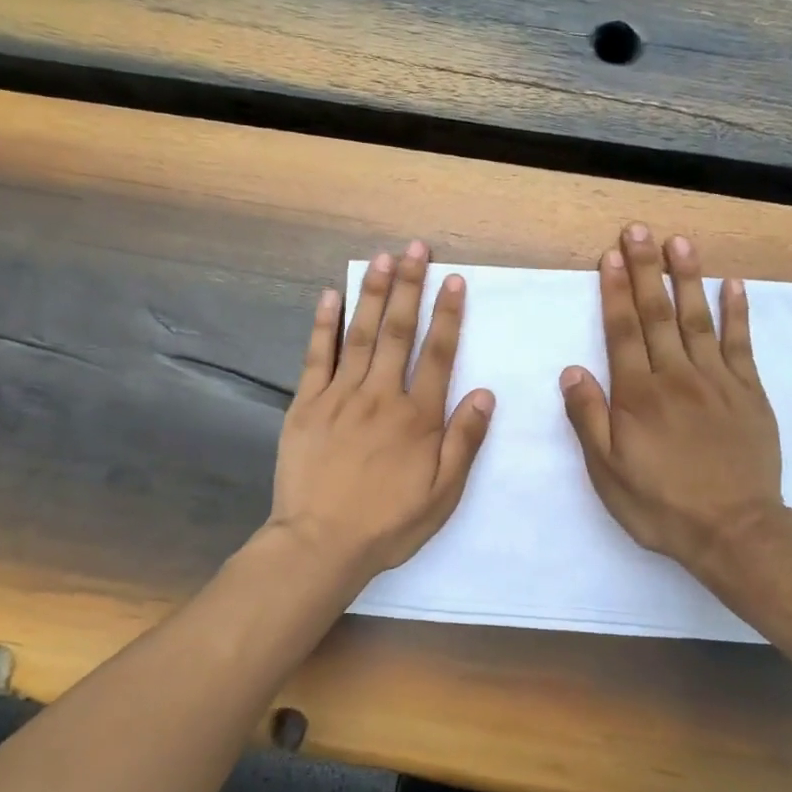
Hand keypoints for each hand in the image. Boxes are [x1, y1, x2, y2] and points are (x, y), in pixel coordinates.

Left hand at [267, 240, 494, 588]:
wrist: (320, 543)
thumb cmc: (388, 523)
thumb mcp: (443, 494)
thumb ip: (465, 442)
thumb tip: (486, 394)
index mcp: (418, 417)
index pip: (438, 354)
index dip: (447, 314)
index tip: (453, 280)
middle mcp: (381, 395)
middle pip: (397, 331)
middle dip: (408, 286)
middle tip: (414, 249)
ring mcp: (339, 396)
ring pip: (360, 334)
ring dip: (372, 293)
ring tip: (381, 259)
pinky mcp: (306, 405)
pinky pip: (317, 357)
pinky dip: (324, 324)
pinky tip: (330, 295)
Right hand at [560, 224, 784, 593]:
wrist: (734, 530)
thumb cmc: (661, 505)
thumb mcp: (608, 472)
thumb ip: (588, 419)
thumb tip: (571, 370)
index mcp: (638, 395)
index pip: (622, 332)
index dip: (614, 291)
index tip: (610, 255)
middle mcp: (676, 377)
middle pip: (657, 314)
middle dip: (645, 269)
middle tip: (638, 230)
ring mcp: (717, 381)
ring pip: (698, 318)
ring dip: (687, 278)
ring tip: (679, 242)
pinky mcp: (749, 393)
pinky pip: (741, 344)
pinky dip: (737, 312)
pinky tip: (734, 284)